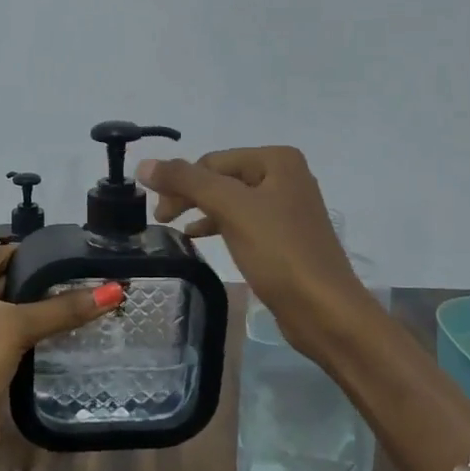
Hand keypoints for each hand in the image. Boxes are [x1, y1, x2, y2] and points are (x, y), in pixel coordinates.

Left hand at [0, 244, 121, 470]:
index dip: (34, 252)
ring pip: (13, 314)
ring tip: (87, 299)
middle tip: (88, 275)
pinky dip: (38, 334)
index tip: (73, 250)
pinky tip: (70, 331)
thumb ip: (64, 309)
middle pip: (7, 283)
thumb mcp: (16, 327)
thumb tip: (114, 291)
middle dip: (43, 282)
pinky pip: (16, 339)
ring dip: (43, 310)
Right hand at [136, 147, 375, 353]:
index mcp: (277, 160)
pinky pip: (242, 221)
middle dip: (189, 194)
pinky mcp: (284, 237)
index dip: (180, 181)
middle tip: (160, 219)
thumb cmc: (280, 252)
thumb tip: (144, 164)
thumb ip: (186, 181)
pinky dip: (218, 225)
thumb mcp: (231, 209)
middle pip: (221, 178)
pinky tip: (198, 237)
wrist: (324, 310)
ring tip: (172, 227)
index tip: (155, 210)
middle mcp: (285, 176)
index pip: (212, 161)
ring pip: (230, 200)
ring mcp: (286, 207)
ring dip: (200, 210)